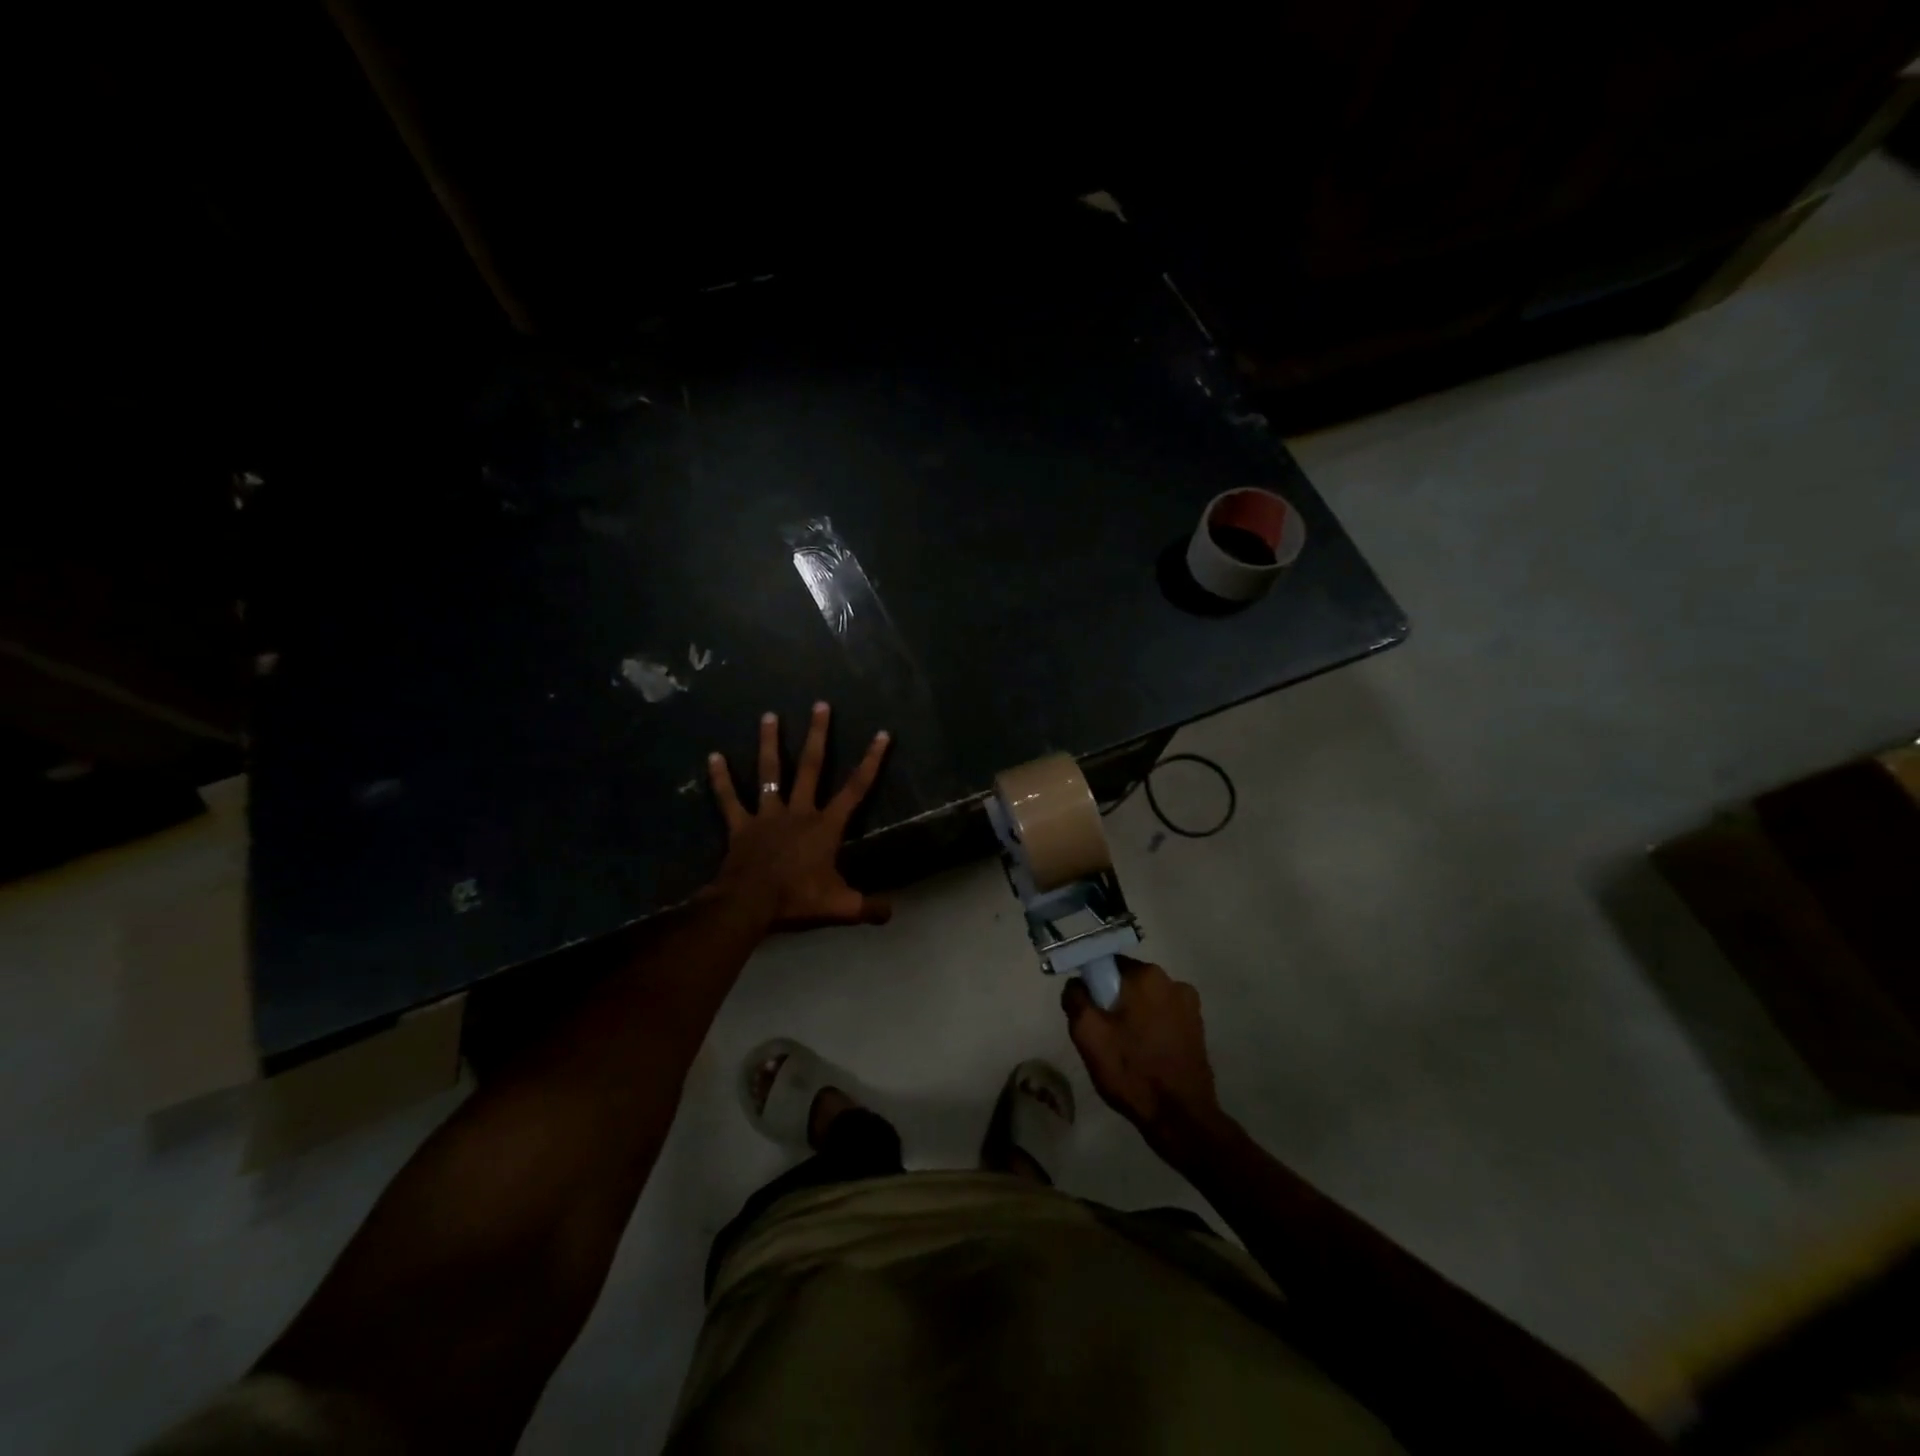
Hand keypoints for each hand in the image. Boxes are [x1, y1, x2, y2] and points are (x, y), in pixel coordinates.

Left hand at [707, 703, 891, 929]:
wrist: (749, 904)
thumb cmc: (797, 900)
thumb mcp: (840, 907)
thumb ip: (868, 908)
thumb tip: (891, 912)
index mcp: (825, 826)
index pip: (855, 789)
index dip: (871, 761)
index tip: (881, 734)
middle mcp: (798, 811)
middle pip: (811, 767)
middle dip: (818, 735)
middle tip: (820, 704)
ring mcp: (767, 815)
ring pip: (770, 772)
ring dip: (769, 743)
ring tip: (769, 715)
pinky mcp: (740, 825)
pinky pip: (728, 799)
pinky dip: (720, 779)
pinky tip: (712, 756)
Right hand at [1061, 957, 1228, 1157]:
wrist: (1180, 1118)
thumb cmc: (1131, 1071)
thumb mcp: (1087, 1034)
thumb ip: (1075, 998)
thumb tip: (1077, 984)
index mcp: (1146, 976)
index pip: (1107, 964)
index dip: (1093, 986)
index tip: (1089, 1012)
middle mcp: (1172, 981)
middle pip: (1128, 982)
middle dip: (1113, 1001)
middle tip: (1104, 1035)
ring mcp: (1189, 1005)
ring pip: (1146, 1000)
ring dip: (1134, 1015)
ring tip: (1126, 1049)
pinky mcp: (1198, 1027)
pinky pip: (1164, 1016)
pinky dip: (1152, 1027)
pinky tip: (1146, 1054)